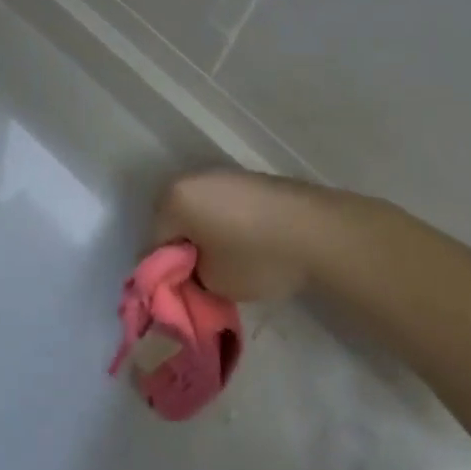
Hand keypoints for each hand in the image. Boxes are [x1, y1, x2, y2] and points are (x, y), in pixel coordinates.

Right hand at [150, 171, 332, 302]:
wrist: (317, 231)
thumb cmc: (255, 256)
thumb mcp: (212, 283)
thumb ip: (189, 278)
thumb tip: (191, 272)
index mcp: (173, 199)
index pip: (153, 243)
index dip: (164, 275)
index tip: (179, 294)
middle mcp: (192, 178)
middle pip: (175, 222)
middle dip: (183, 251)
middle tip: (200, 282)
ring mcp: (223, 174)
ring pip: (200, 213)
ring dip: (205, 236)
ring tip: (225, 265)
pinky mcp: (250, 179)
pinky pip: (224, 207)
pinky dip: (227, 226)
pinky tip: (246, 247)